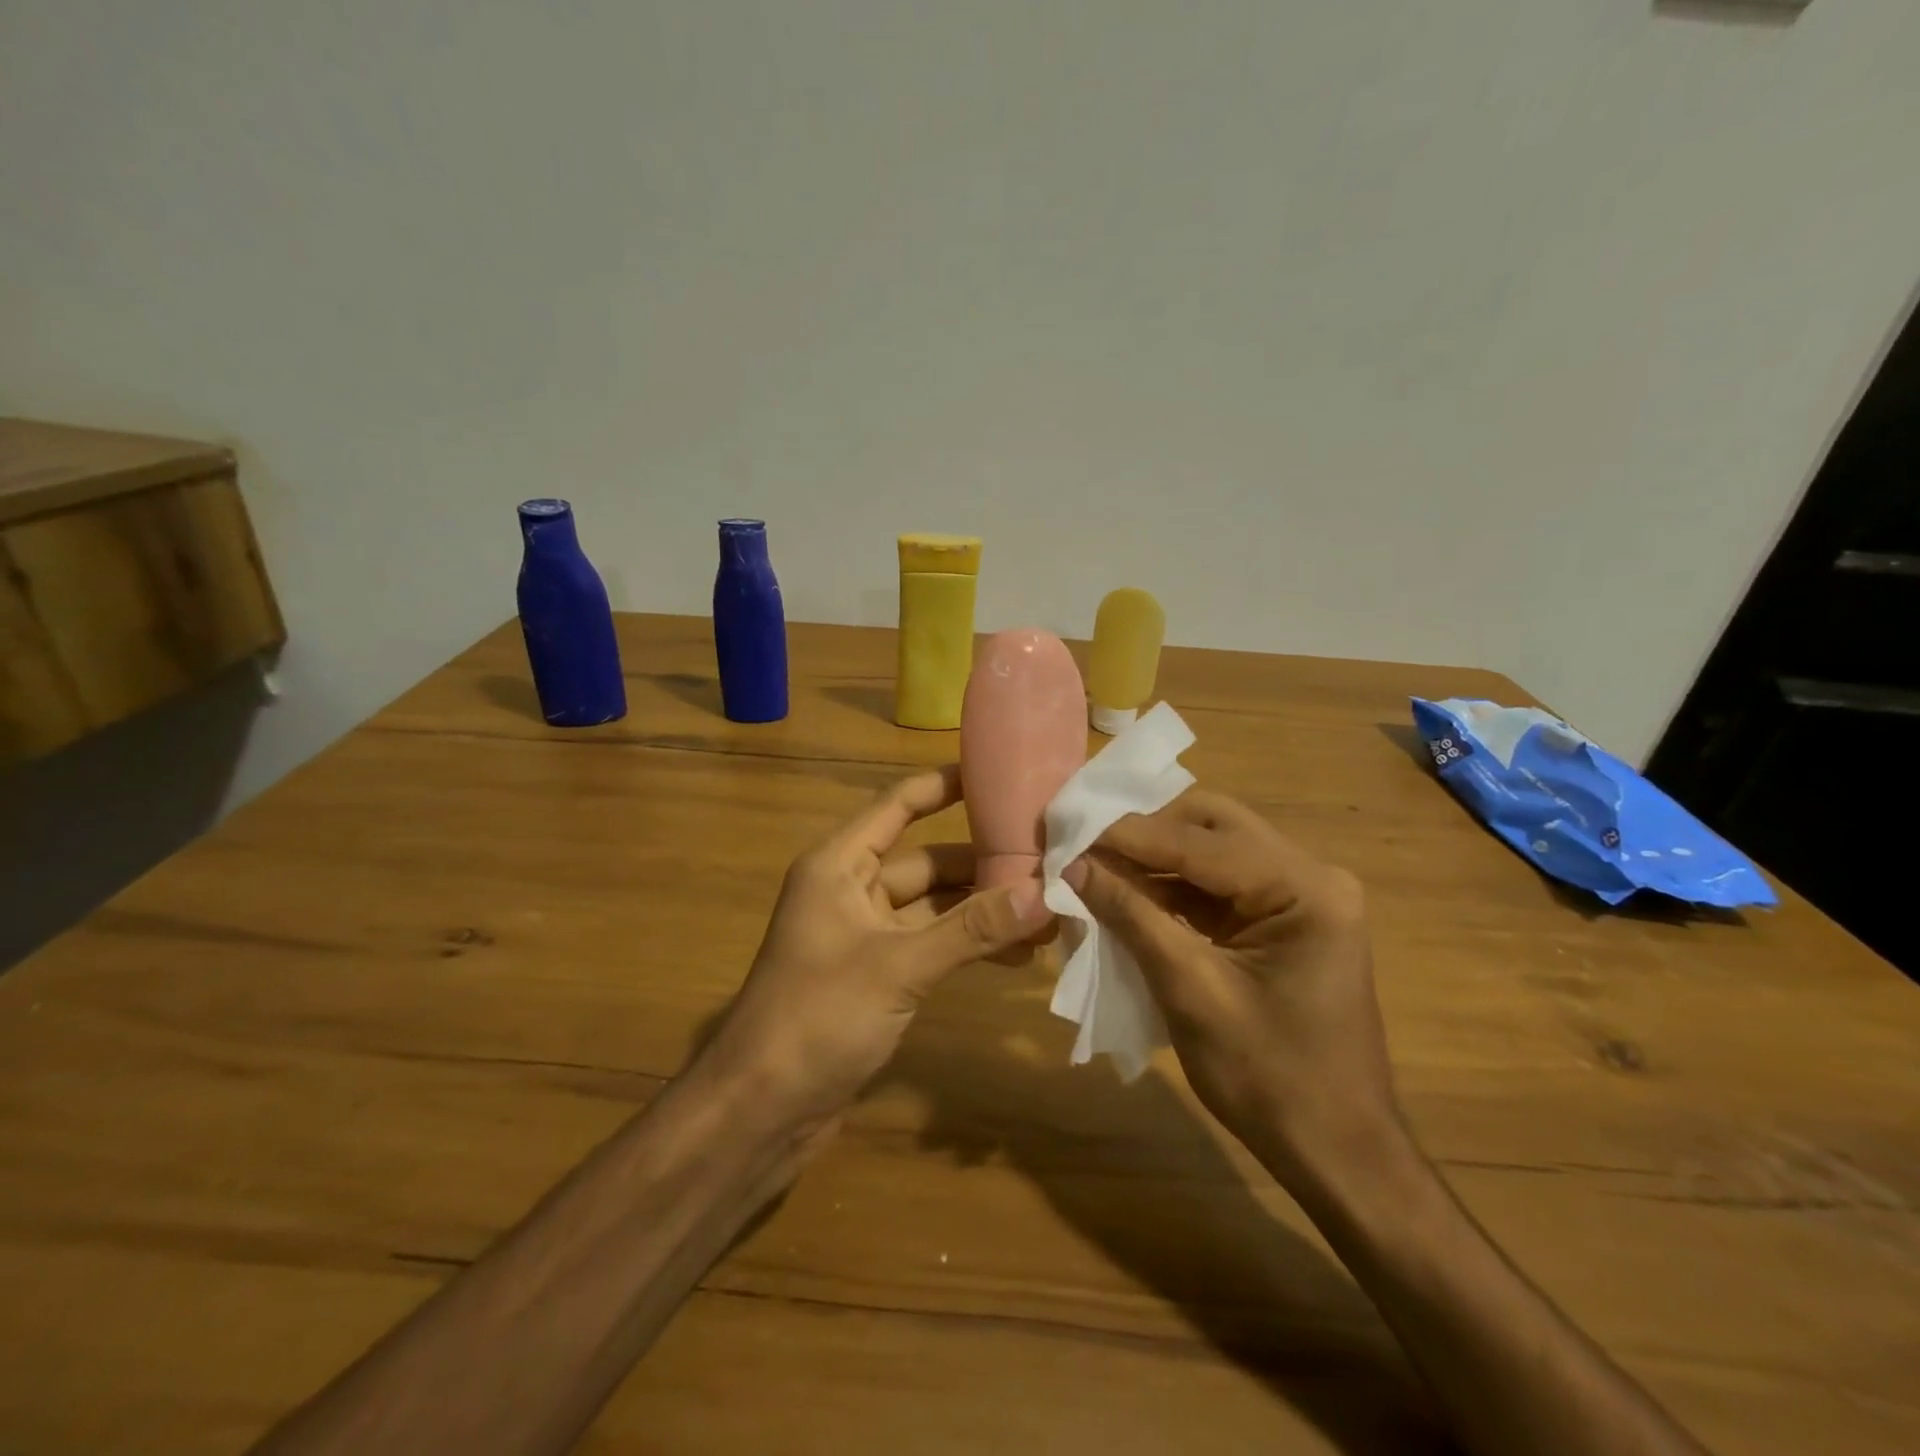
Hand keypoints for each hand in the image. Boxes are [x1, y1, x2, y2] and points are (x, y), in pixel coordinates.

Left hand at [702, 765, 1054, 1144]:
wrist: (761, 1112)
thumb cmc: (816, 1017)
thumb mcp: (898, 966)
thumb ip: (971, 929)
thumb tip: (1043, 894)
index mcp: (839, 865)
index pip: (897, 806)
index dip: (943, 785)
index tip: (998, 771)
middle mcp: (852, 891)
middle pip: (927, 861)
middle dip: (984, 864)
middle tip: (1048, 861)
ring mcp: (865, 936)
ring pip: (935, 908)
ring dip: (983, 911)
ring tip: (1048, 914)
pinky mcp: (878, 977)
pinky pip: (932, 946)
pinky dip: (968, 947)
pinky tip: (1017, 956)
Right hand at [1064, 789, 1401, 1187]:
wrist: (1337, 1154)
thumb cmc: (1270, 1080)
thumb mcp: (1191, 992)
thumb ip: (1132, 917)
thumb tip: (1074, 864)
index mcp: (1306, 889)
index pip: (1202, 842)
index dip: (1130, 834)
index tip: (1069, 829)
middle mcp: (1312, 876)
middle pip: (1215, 826)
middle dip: (1148, 832)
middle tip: (1089, 845)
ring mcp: (1303, 896)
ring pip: (1215, 849)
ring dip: (1157, 858)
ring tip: (1098, 866)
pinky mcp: (1286, 919)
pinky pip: (1220, 884)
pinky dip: (1174, 886)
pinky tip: (1132, 894)